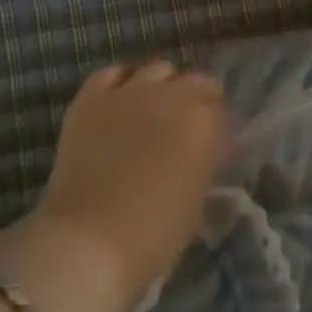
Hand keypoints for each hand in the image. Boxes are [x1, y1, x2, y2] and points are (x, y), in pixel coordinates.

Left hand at [33, 60, 230, 305]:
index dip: (219, 130)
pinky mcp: (91, 98)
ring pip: (157, 70)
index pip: (223, 110)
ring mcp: (128, 92)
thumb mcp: (198, 201)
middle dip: (198, 103)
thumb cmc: (154, 234)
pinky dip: (121, 84)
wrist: (88, 241)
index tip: (213, 150)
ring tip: (153, 114)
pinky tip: (120, 104)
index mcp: (204, 123)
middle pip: (197, 82)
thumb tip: (207, 151)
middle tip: (187, 132)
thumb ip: (206, 163)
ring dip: (162, 89)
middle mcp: (171, 96)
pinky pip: (111, 74)